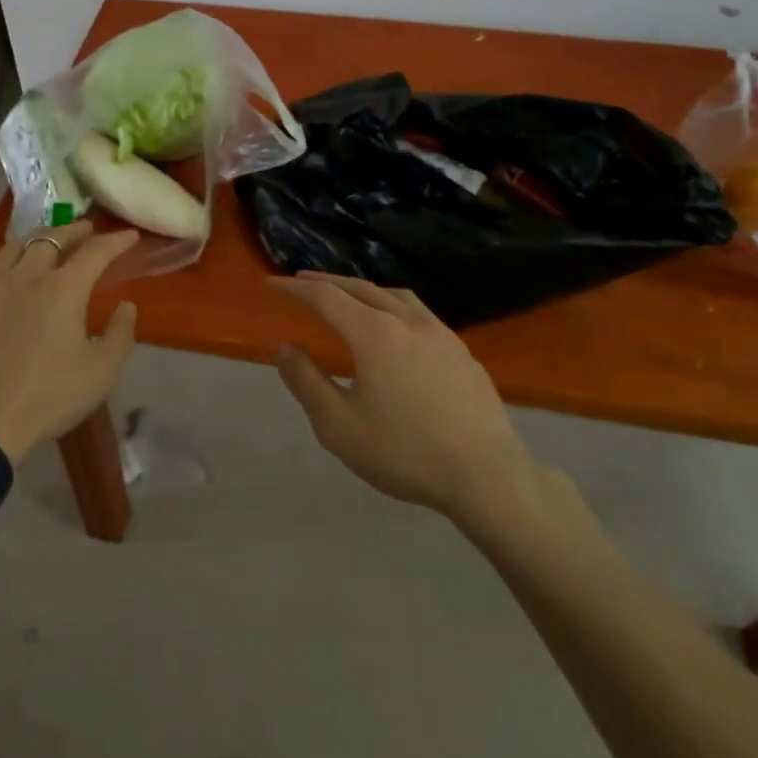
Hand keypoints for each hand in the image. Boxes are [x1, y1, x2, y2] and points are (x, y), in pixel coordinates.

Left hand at [0, 221, 140, 464]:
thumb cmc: (47, 396)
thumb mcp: (100, 372)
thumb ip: (119, 334)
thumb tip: (126, 306)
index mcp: (63, 288)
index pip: (95, 252)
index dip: (115, 240)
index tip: (129, 236)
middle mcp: (26, 277)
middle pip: (50, 238)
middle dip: (73, 230)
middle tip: (87, 230)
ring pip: (13, 248)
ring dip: (36, 240)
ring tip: (45, 243)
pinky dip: (3, 261)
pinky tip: (4, 269)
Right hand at [269, 272, 540, 523]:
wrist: (486, 475)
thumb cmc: (404, 452)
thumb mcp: (339, 426)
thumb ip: (307, 382)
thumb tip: (286, 348)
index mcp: (373, 333)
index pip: (325, 297)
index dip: (294, 289)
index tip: (271, 284)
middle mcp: (406, 321)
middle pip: (360, 287)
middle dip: (327, 282)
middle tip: (302, 281)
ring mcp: (440, 333)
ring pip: (394, 295)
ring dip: (364, 289)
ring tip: (349, 296)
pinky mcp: (462, 351)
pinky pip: (419, 313)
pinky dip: (394, 306)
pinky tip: (398, 328)